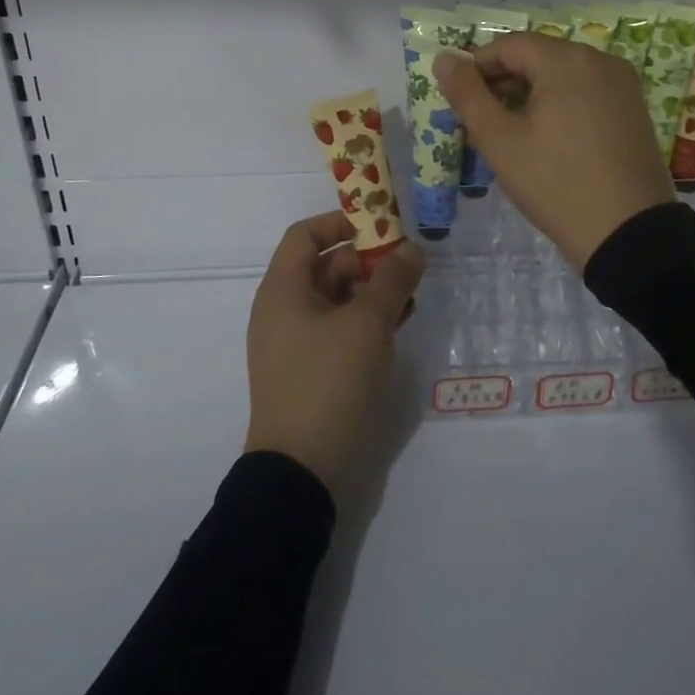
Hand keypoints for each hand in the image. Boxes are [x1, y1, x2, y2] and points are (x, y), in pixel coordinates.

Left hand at [243, 213, 424, 503]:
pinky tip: (398, 326)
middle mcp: (283, 311)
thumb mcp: (367, 323)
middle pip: (324, 266)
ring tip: (411, 297)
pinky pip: (339, 331)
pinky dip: (367, 322)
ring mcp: (296, 344)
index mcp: (282, 290)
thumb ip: (392, 280)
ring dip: (372, 293)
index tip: (381, 225)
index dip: (341, 222)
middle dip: (367, 261)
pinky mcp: (312, 372)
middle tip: (408, 265)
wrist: (302, 472)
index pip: (305, 235)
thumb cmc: (329, 381)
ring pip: (337, 300)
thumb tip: (412, 248)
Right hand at [434, 36, 673, 270]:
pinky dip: (559, 105)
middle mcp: (600, 60)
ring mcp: (622, 84)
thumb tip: (444, 59)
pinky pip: (586, 93)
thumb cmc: (556, 183)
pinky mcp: (633, 109)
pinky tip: (547, 139)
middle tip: (480, 121)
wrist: (629, 234)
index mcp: (567, 60)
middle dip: (503, 82)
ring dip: (530, 94)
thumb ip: (467, 95)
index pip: (509, 46)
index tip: (459, 100)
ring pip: (562, 75)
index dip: (477, 67)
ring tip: (510, 134)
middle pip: (538, 57)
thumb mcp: (500, 141)